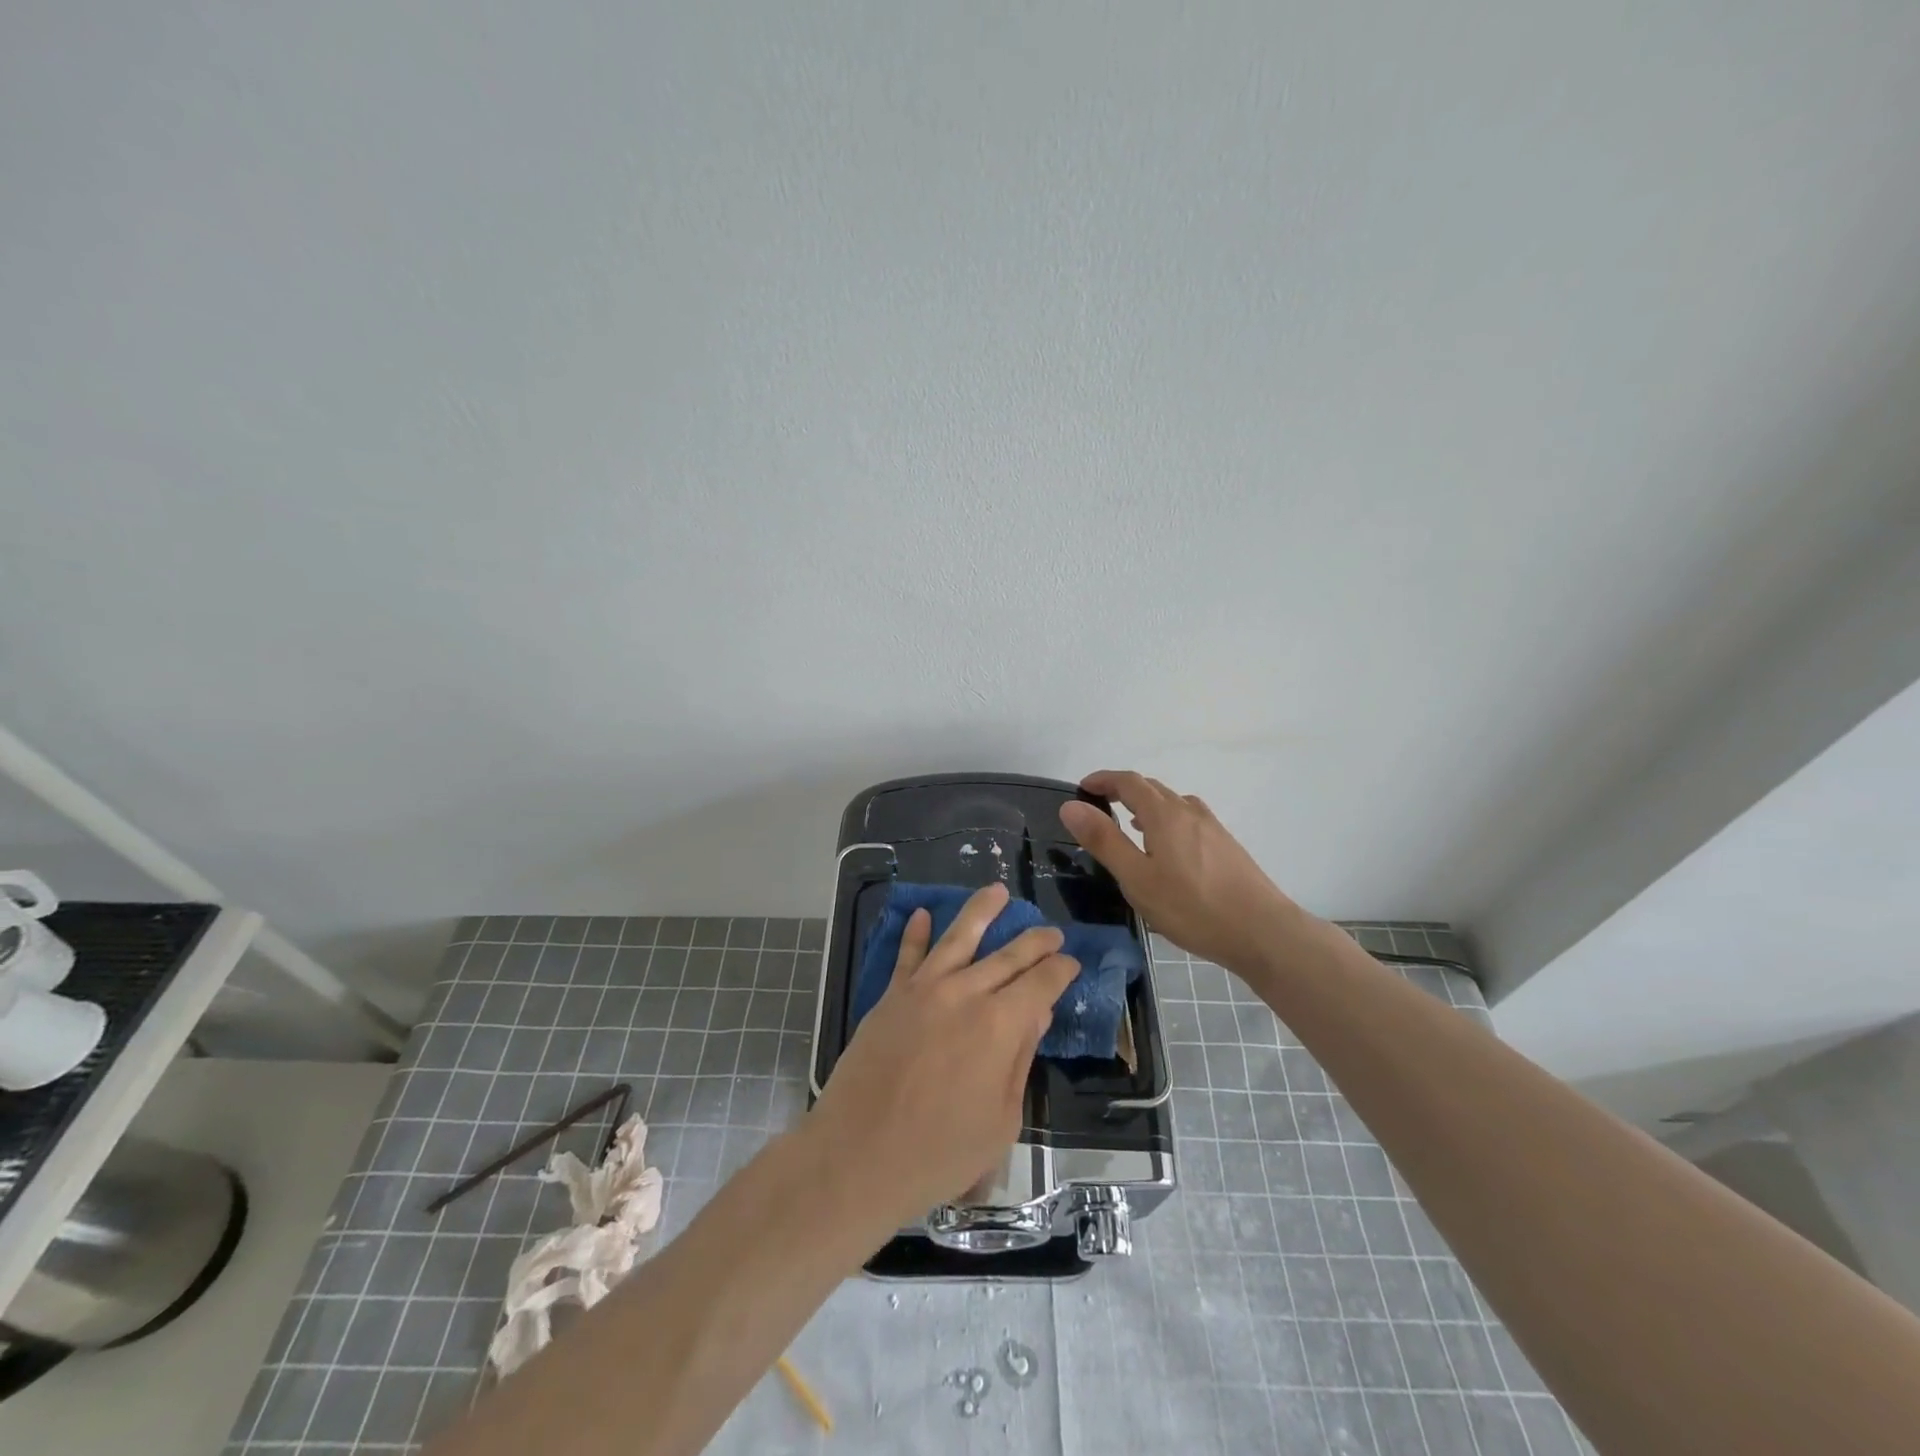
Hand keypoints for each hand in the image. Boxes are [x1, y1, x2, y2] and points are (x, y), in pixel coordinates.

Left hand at [804, 883, 1079, 1226]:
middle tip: (1051, 930)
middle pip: (1009, 954)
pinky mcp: (891, 996)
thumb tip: (1037, 1013)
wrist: (859, 1155)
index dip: (1061, 969)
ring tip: (997, 890)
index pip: (1042, 983)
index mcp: (1000, 1025)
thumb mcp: (1000, 1120)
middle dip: (1035, 940)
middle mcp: (966, 994)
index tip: (1072, 962)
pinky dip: (915, 932)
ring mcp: (924, 989)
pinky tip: (922, 914)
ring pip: (959, 937)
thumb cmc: (939, 1153)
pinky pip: (907, 955)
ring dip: (981, 910)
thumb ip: (1020, 1060)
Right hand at [1059, 769, 1314, 975]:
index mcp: (1164, 814)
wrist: (1262, 931)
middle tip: (1099, 807)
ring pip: (1173, 803)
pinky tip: (1167, 849)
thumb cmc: (1192, 908)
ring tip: (1130, 826)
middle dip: (1122, 790)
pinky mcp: (1226, 845)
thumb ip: (1104, 840)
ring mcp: (1212, 827)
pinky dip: (1167, 820)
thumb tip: (1071, 805)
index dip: (1103, 780)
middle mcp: (1189, 811)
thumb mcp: (1137, 878)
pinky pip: (1188, 818)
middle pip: (1151, 787)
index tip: (1082, 788)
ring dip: (1146, 805)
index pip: (1128, 781)